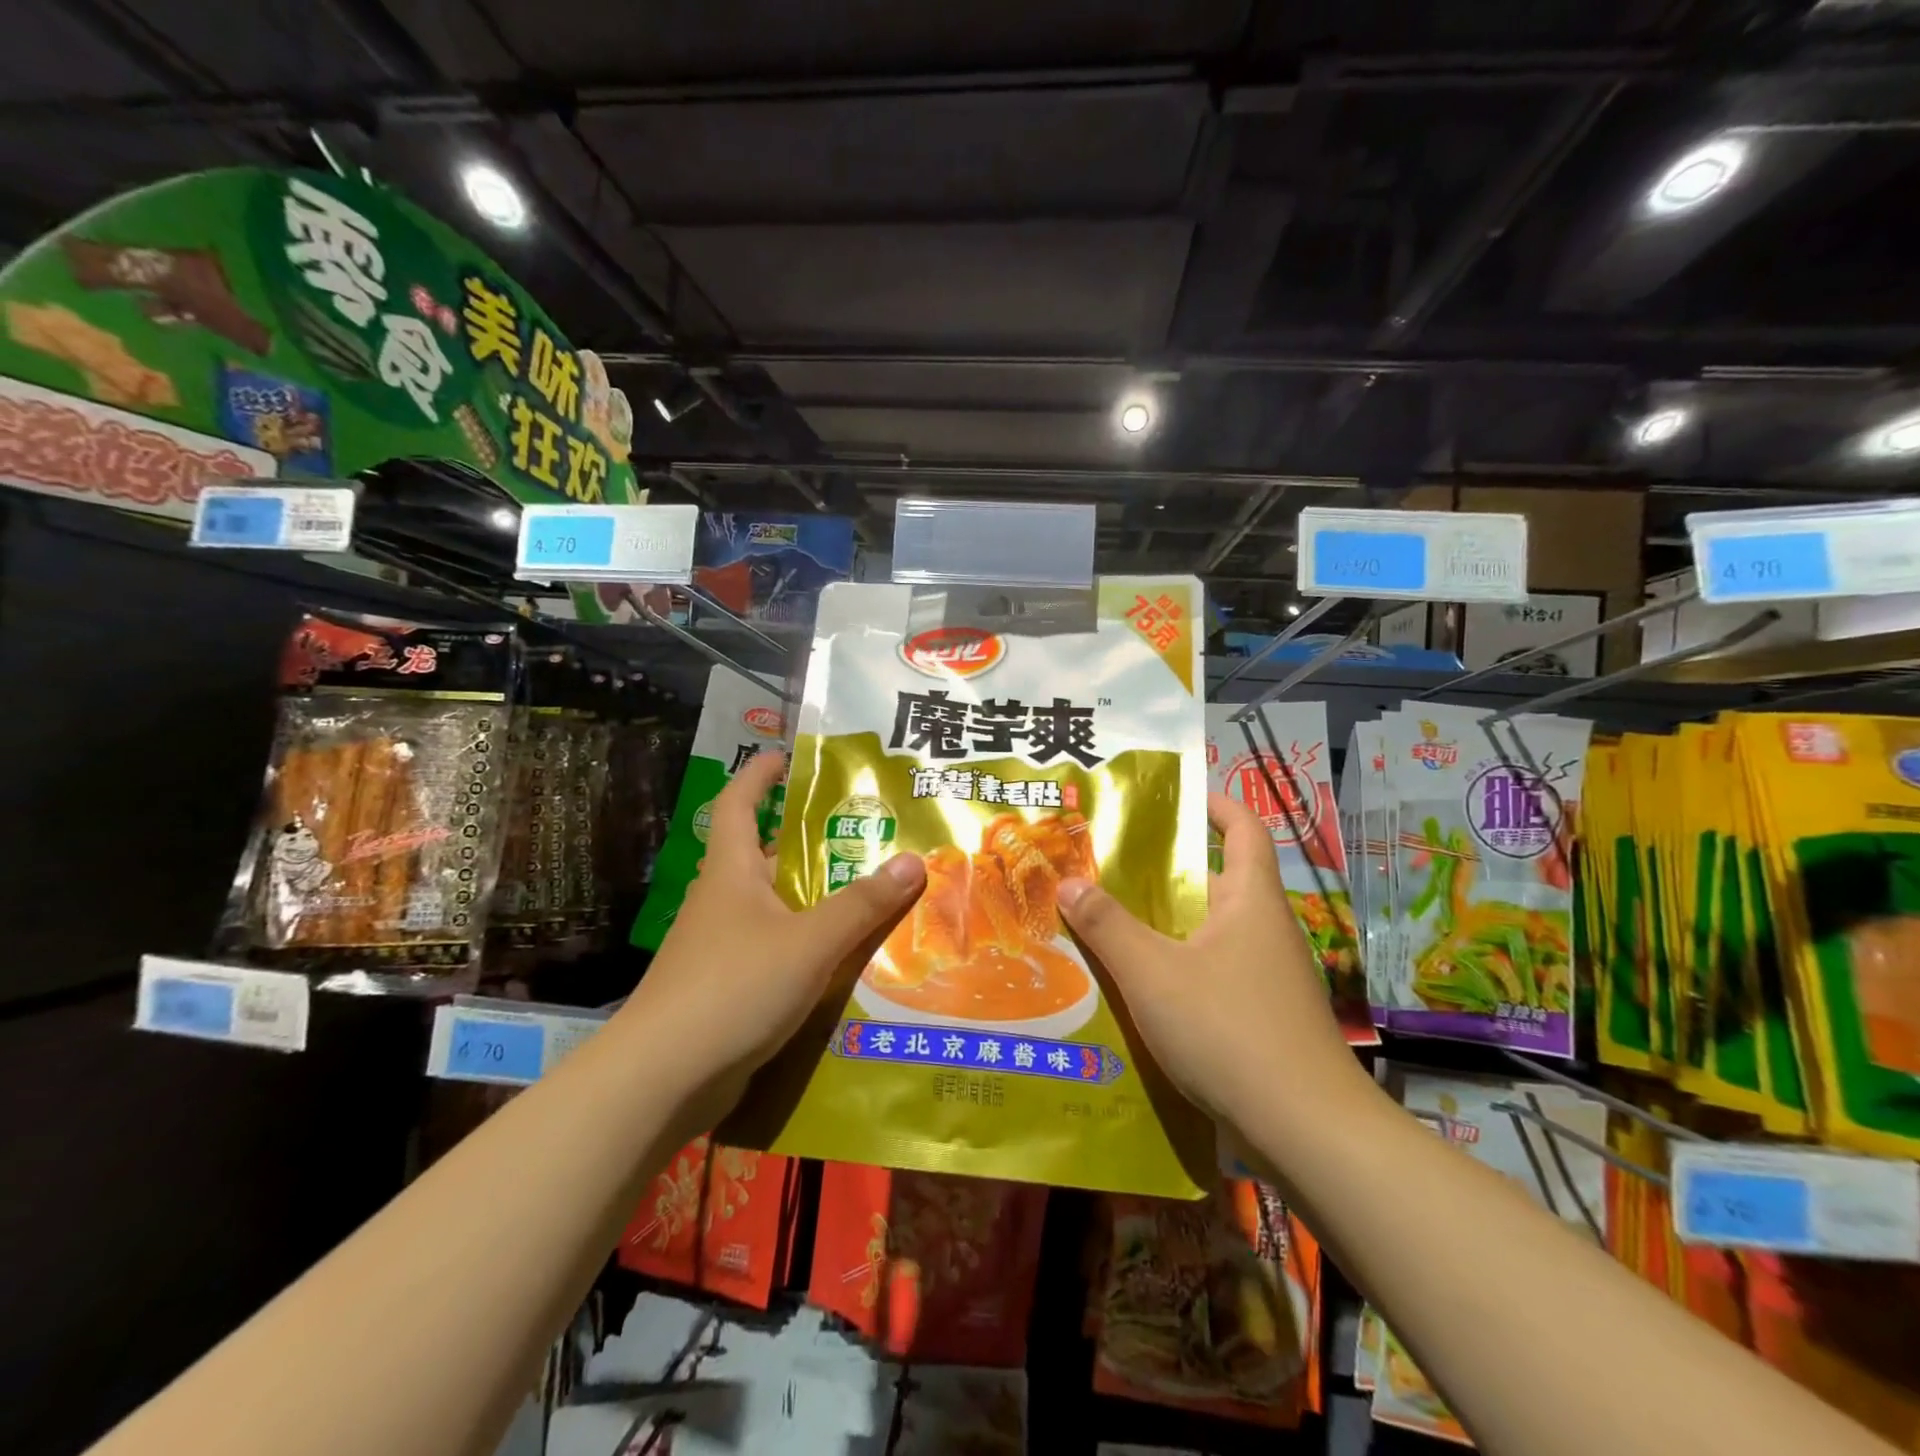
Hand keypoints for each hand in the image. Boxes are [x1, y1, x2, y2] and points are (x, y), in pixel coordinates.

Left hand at [622, 750, 925, 1117]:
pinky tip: (843, 960)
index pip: (739, 802)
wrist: (663, 1078)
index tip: (788, 758)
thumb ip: (862, 904)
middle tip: (866, 836)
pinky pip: (776, 949)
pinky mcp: (727, 986)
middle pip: (767, 856)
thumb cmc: (734, 987)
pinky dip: (807, 945)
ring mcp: (721, 945)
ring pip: (776, 907)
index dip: (759, 774)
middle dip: (811, 844)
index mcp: (731, 871)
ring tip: (870, 895)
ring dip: (815, 899)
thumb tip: (914, 860)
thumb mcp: (810, 941)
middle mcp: (723, 899)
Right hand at [1056, 791, 1363, 1128]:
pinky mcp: (1259, 1019)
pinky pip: (1208, 977)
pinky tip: (1131, 992)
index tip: (1175, 797)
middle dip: (1160, 876)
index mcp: (1250, 900)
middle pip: (1211, 884)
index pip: (1244, 829)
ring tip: (1102, 926)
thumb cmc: (1229, 1029)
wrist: (1306, 1132)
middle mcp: (1263, 930)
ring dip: (1159, 930)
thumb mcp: (1153, 972)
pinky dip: (1172, 972)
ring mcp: (1265, 978)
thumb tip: (1068, 882)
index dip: (1215, 804)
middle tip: (1103, 869)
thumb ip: (1107, 925)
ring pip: (1204, 936)